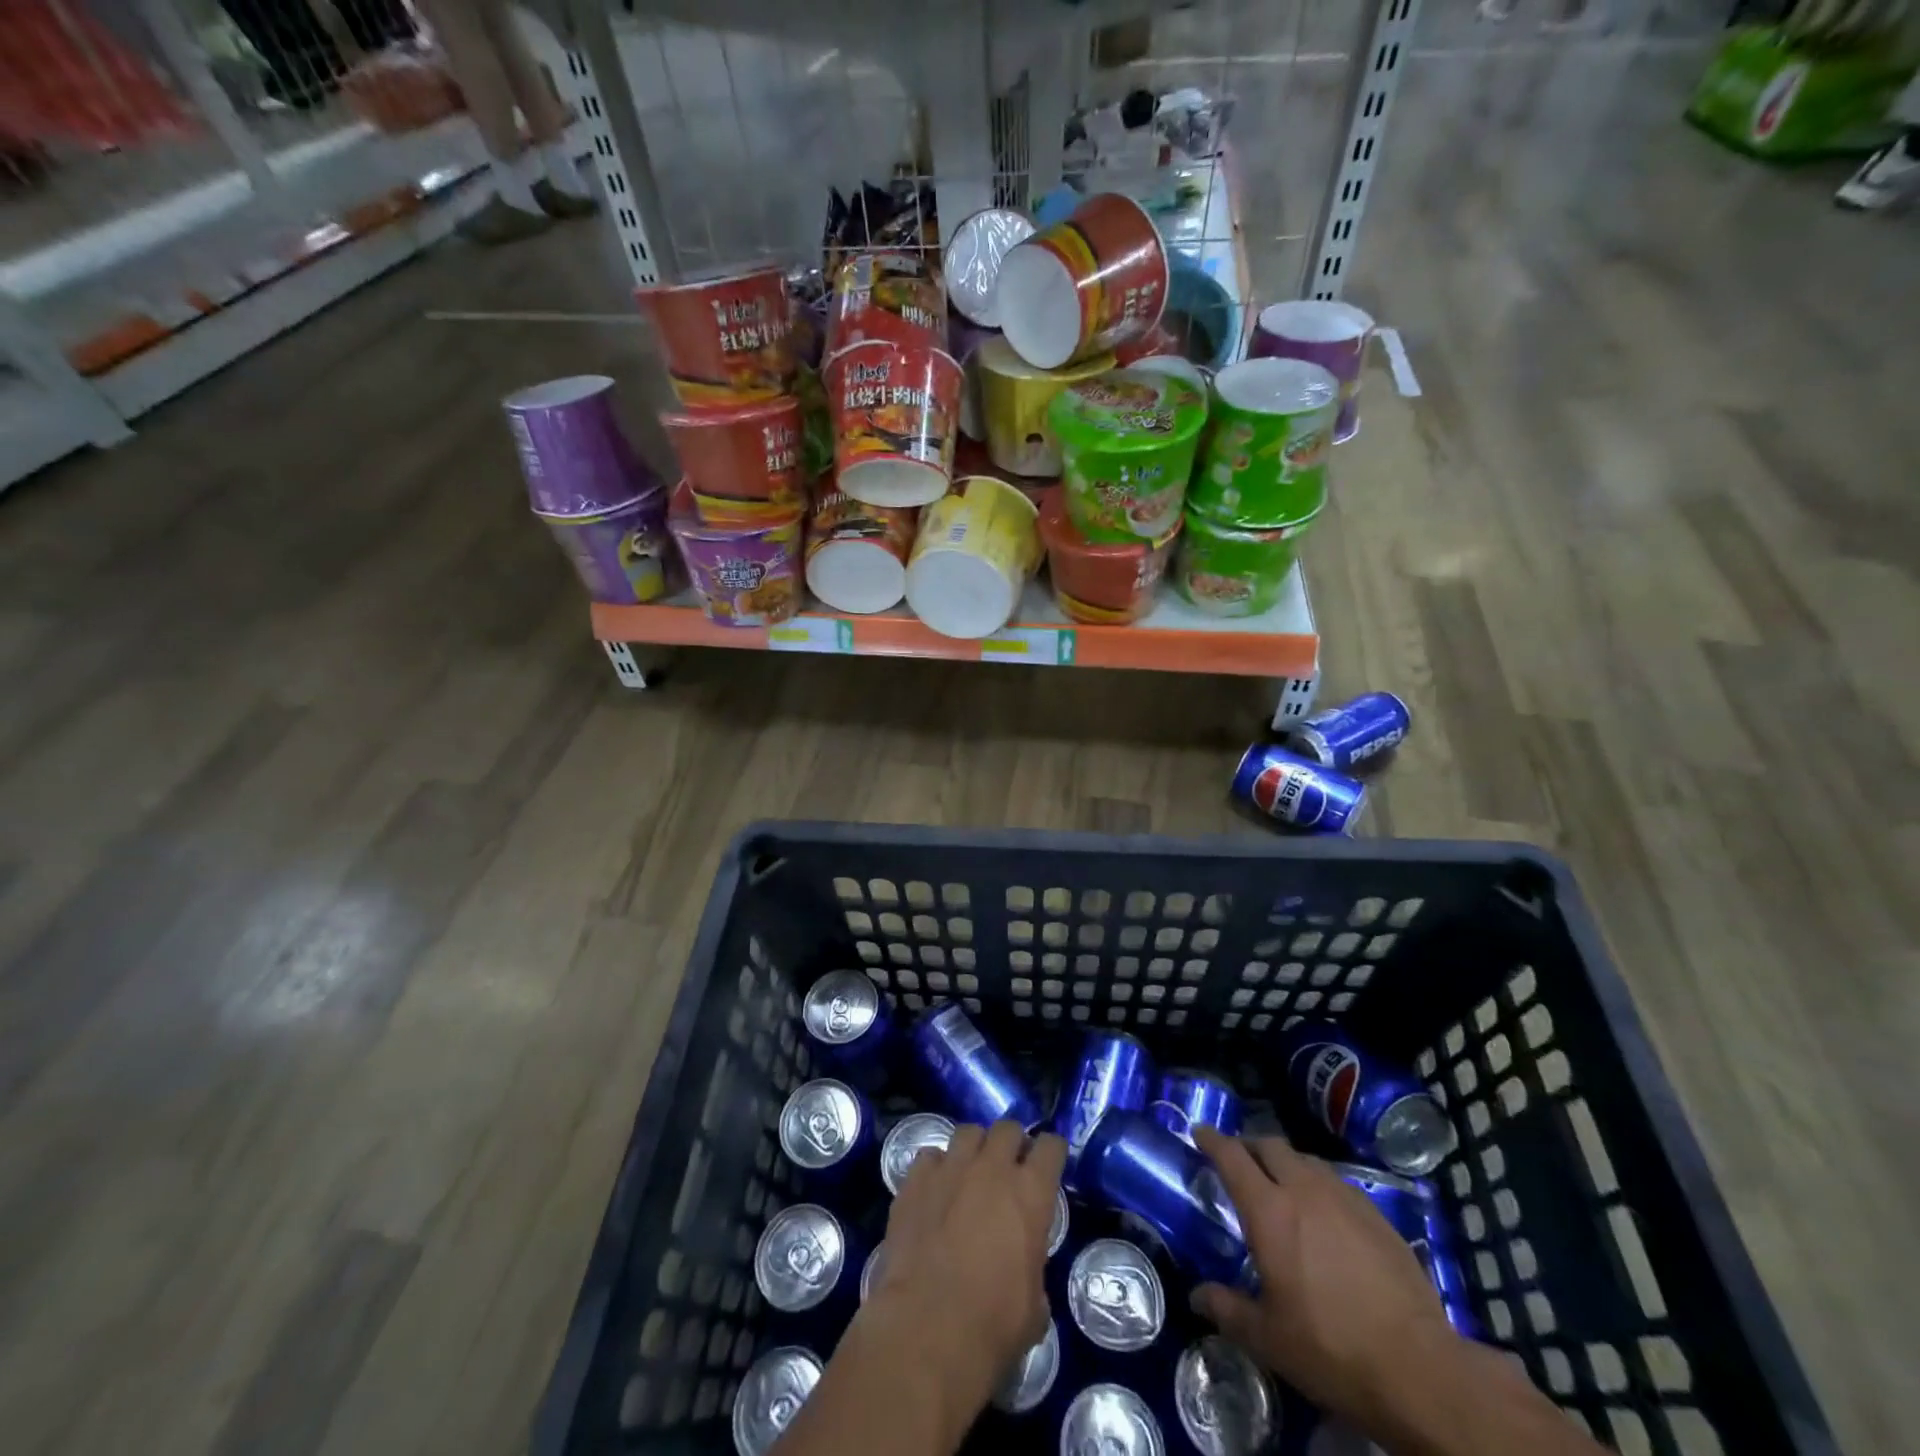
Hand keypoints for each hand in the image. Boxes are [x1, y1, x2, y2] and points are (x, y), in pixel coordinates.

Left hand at [868, 1121, 1066, 1411]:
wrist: (928, 1329)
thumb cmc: (993, 1325)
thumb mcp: (1034, 1306)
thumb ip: (1032, 1267)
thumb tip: (1022, 1270)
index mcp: (1031, 1192)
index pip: (1051, 1146)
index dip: (1051, 1152)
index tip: (1048, 1163)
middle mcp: (992, 1168)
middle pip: (1008, 1128)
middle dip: (1011, 1143)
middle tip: (1007, 1168)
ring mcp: (951, 1167)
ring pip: (967, 1132)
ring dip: (974, 1148)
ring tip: (969, 1172)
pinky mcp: (915, 1180)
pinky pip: (930, 1156)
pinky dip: (936, 1168)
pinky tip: (934, 1189)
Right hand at [1191, 1128, 1458, 1427]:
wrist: (1420, 1369)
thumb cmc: (1331, 1349)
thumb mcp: (1268, 1339)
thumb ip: (1228, 1310)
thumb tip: (1197, 1297)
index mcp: (1269, 1210)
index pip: (1232, 1156)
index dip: (1212, 1140)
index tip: (1200, 1133)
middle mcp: (1304, 1190)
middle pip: (1270, 1145)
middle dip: (1250, 1146)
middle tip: (1240, 1161)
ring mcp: (1345, 1198)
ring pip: (1306, 1160)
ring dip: (1286, 1163)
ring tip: (1282, 1186)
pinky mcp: (1377, 1215)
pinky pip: (1337, 1183)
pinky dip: (1319, 1185)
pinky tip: (1326, 1215)